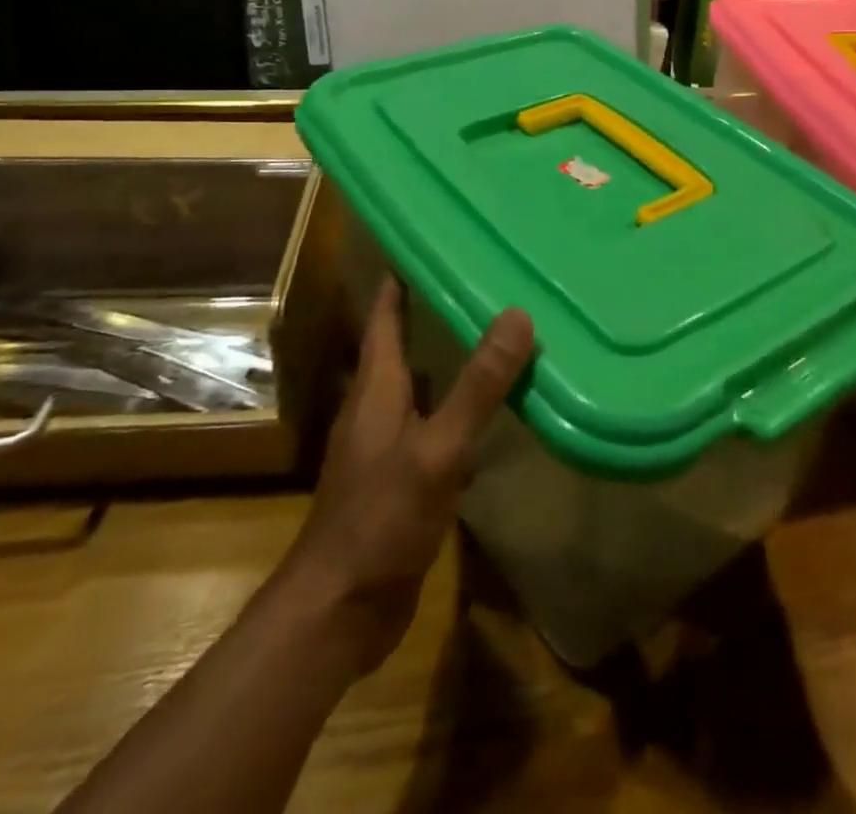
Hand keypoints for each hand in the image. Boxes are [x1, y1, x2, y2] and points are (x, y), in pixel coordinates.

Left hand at [280, 276, 535, 678]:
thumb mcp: (437, 449)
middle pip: (406, 345)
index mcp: (378, 387)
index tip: (432, 242)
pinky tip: (492, 416)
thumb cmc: (380, 520)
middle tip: (485, 283)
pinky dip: (459, 411)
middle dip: (437, 312)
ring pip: (423, 386)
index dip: (401, 278)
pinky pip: (434, 427)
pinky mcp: (400, 479)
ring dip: (452, 362)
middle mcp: (378, 407)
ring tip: (498, 338)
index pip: (386, 315)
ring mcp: (387, 445)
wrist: (338, 612)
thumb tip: (518, 315)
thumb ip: (478, 386)